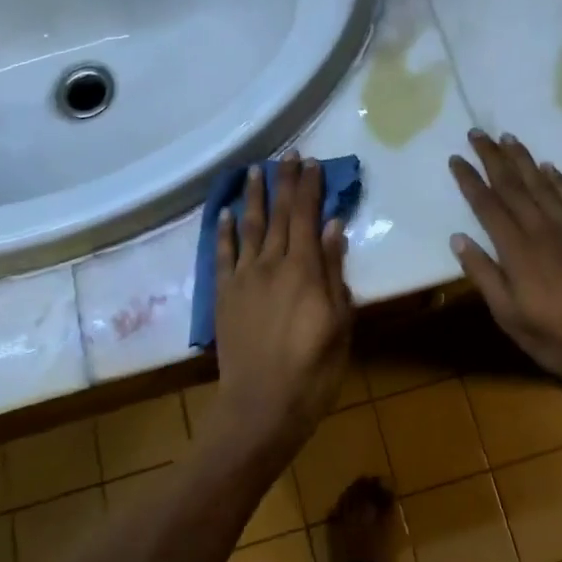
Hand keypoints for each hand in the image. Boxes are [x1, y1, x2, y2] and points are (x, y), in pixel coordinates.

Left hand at [209, 153, 353, 460]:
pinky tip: (224, 213)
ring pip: (249, 226)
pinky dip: (224, 232)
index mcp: (304, 269)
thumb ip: (334, 271)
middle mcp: (271, 264)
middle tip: (288, 156)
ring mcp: (243, 278)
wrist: (261, 406)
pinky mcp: (223, 295)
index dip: (309, 187)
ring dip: (254, 196)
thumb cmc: (313, 369)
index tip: (312, 163)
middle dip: (285, 182)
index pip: (307, 216)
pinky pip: (222, 255)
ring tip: (255, 170)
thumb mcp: (339, 323)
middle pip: (280, 214)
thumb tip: (334, 226)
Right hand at [448, 130, 561, 389]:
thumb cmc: (558, 339)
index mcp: (518, 251)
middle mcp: (542, 230)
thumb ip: (484, 275)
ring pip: (542, 185)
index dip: (470, 180)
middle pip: (513, 186)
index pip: (487, 206)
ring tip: (508, 138)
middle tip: (478, 133)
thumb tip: (458, 238)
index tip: (456, 158)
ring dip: (523, 160)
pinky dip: (559, 180)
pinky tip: (550, 167)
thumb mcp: (510, 317)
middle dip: (493, 158)